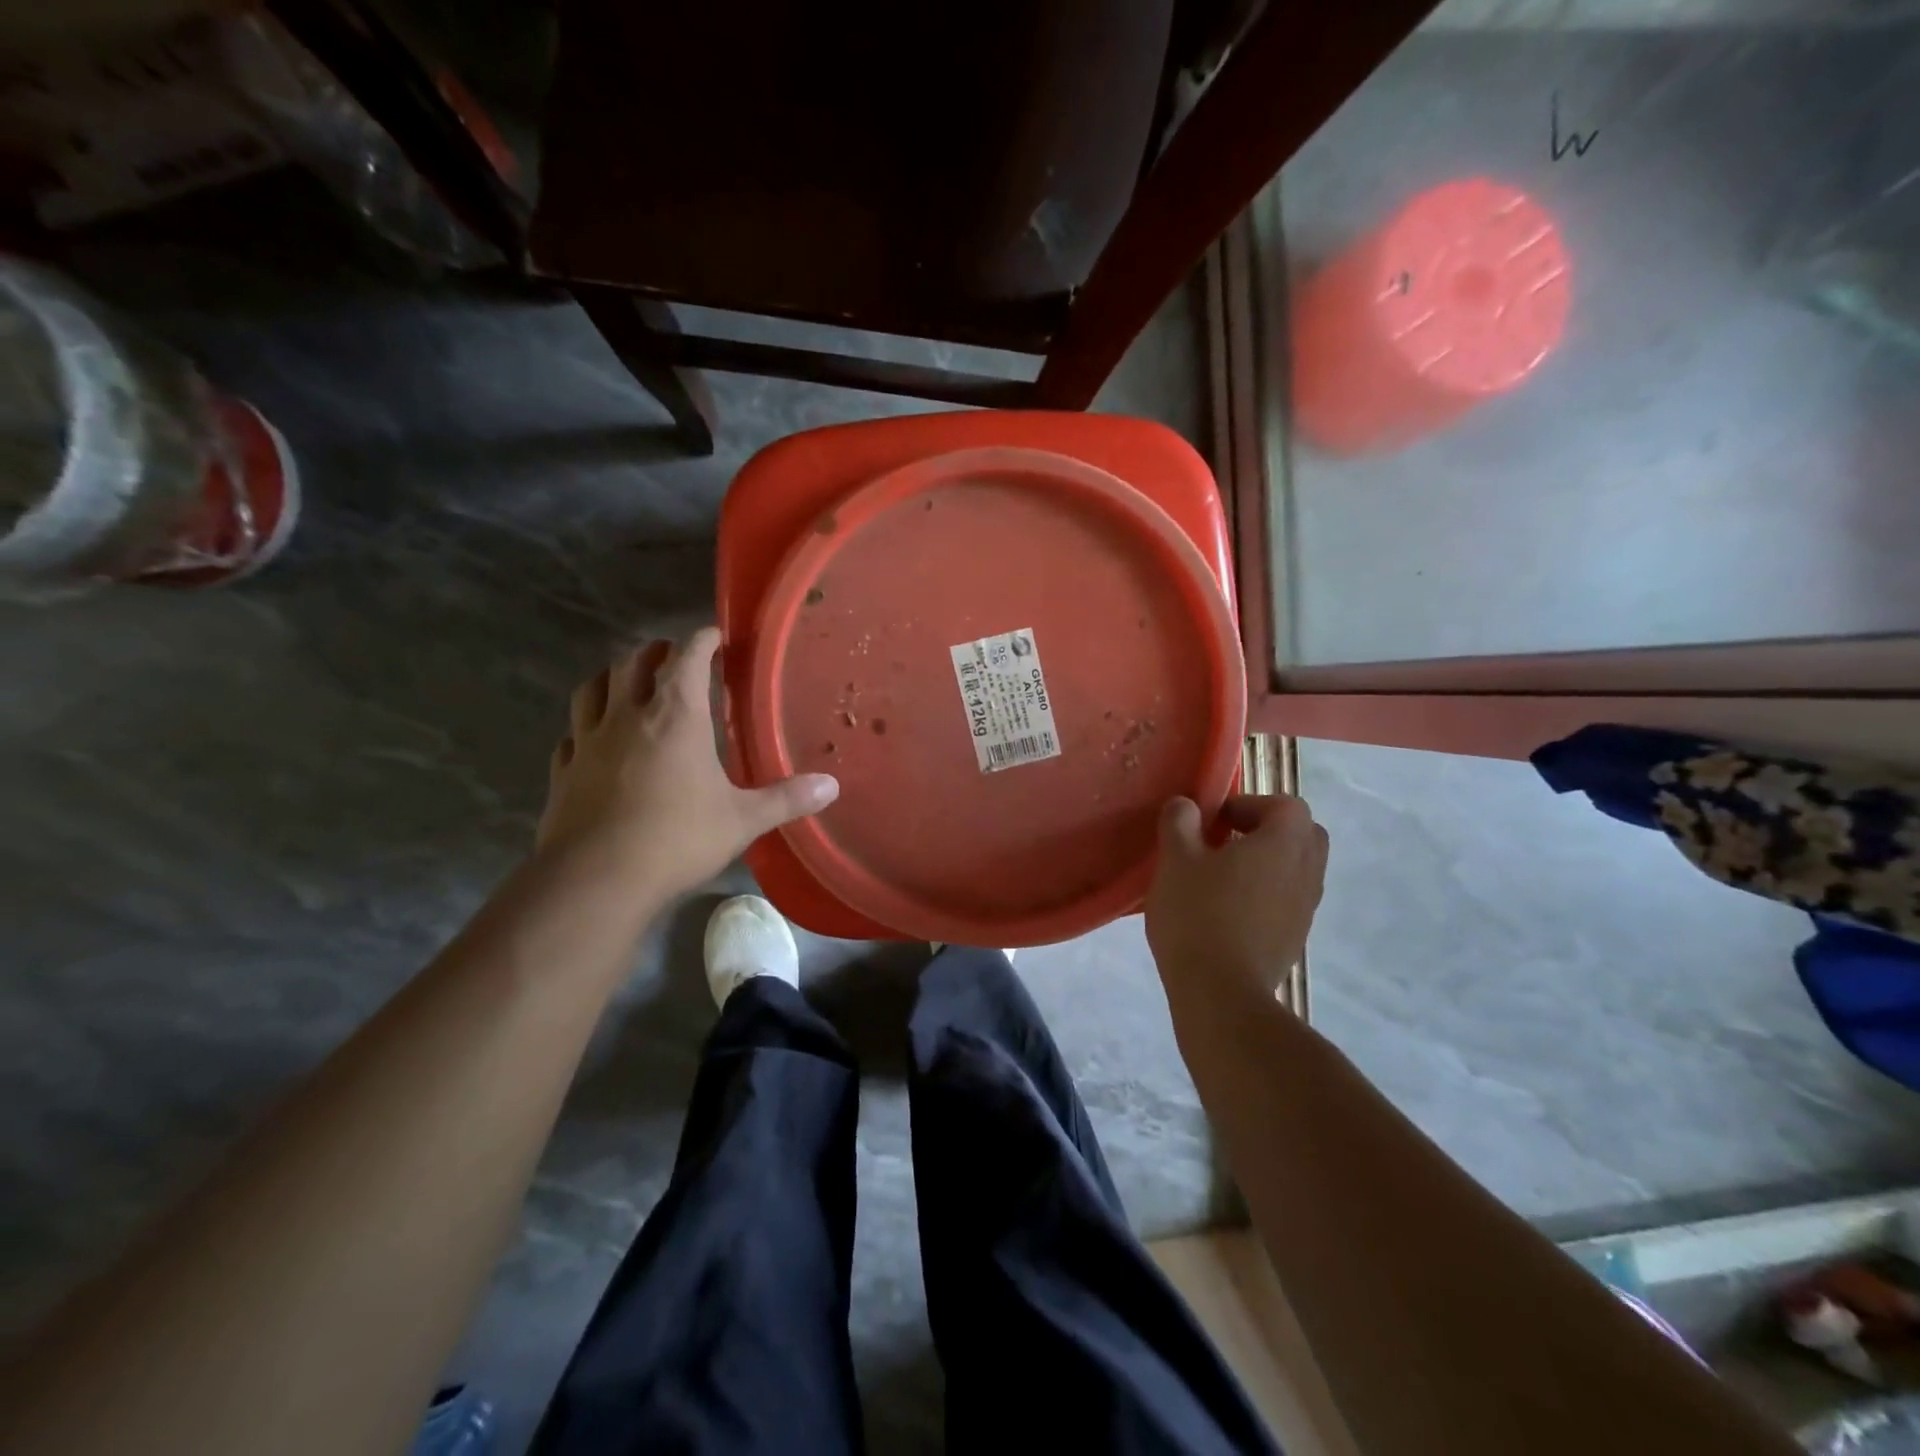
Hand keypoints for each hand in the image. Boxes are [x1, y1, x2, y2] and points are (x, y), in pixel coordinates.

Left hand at [536, 628, 838, 899]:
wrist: (596, 880)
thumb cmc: (677, 839)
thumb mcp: (743, 820)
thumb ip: (787, 799)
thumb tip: (832, 787)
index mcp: (675, 716)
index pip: (688, 658)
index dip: (702, 641)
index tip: (715, 636)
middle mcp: (627, 717)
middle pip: (634, 663)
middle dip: (656, 652)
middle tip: (673, 656)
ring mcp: (587, 742)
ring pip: (593, 689)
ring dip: (612, 677)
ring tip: (626, 682)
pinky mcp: (562, 772)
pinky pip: (571, 735)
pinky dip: (584, 727)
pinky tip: (590, 740)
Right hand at [1145, 793, 1329, 1005]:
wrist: (1221, 993)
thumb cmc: (1198, 915)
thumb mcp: (1176, 860)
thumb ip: (1180, 823)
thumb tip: (1186, 806)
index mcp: (1284, 842)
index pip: (1285, 805)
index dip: (1250, 804)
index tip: (1214, 821)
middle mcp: (1306, 871)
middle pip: (1302, 835)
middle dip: (1267, 832)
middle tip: (1226, 843)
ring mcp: (1306, 909)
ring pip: (1296, 870)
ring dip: (1266, 864)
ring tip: (1221, 878)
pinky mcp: (1295, 939)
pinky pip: (1287, 901)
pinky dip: (1265, 895)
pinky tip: (1227, 911)